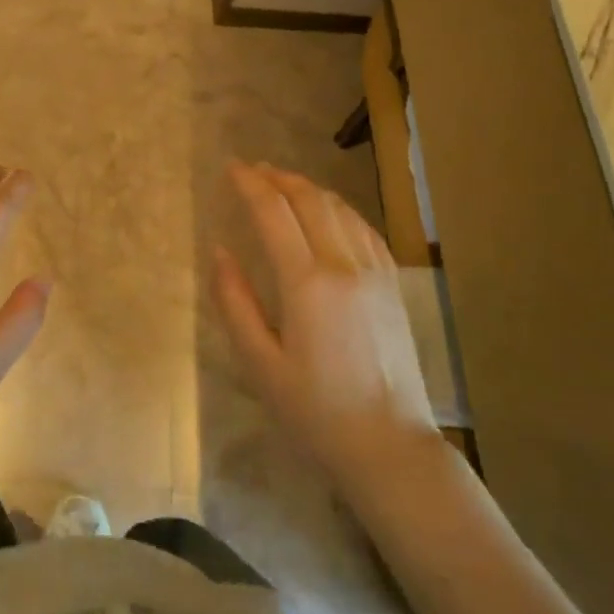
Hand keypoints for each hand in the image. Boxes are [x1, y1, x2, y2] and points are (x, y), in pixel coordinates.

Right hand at [214, 162, 438, 494]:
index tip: (231, 168)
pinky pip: (364, 229)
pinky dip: (339, 209)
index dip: (250, 184)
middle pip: (310, 200)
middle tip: (253, 170)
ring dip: (308, 188)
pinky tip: (328, 212)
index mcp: (306, 284)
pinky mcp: (393, 285)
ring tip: (283, 184)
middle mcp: (343, 266)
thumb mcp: (260, 364)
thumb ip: (235, 302)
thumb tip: (220, 252)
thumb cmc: (315, 411)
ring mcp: (375, 273)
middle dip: (278, 178)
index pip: (274, 212)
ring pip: (340, 209)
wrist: (389, 445)